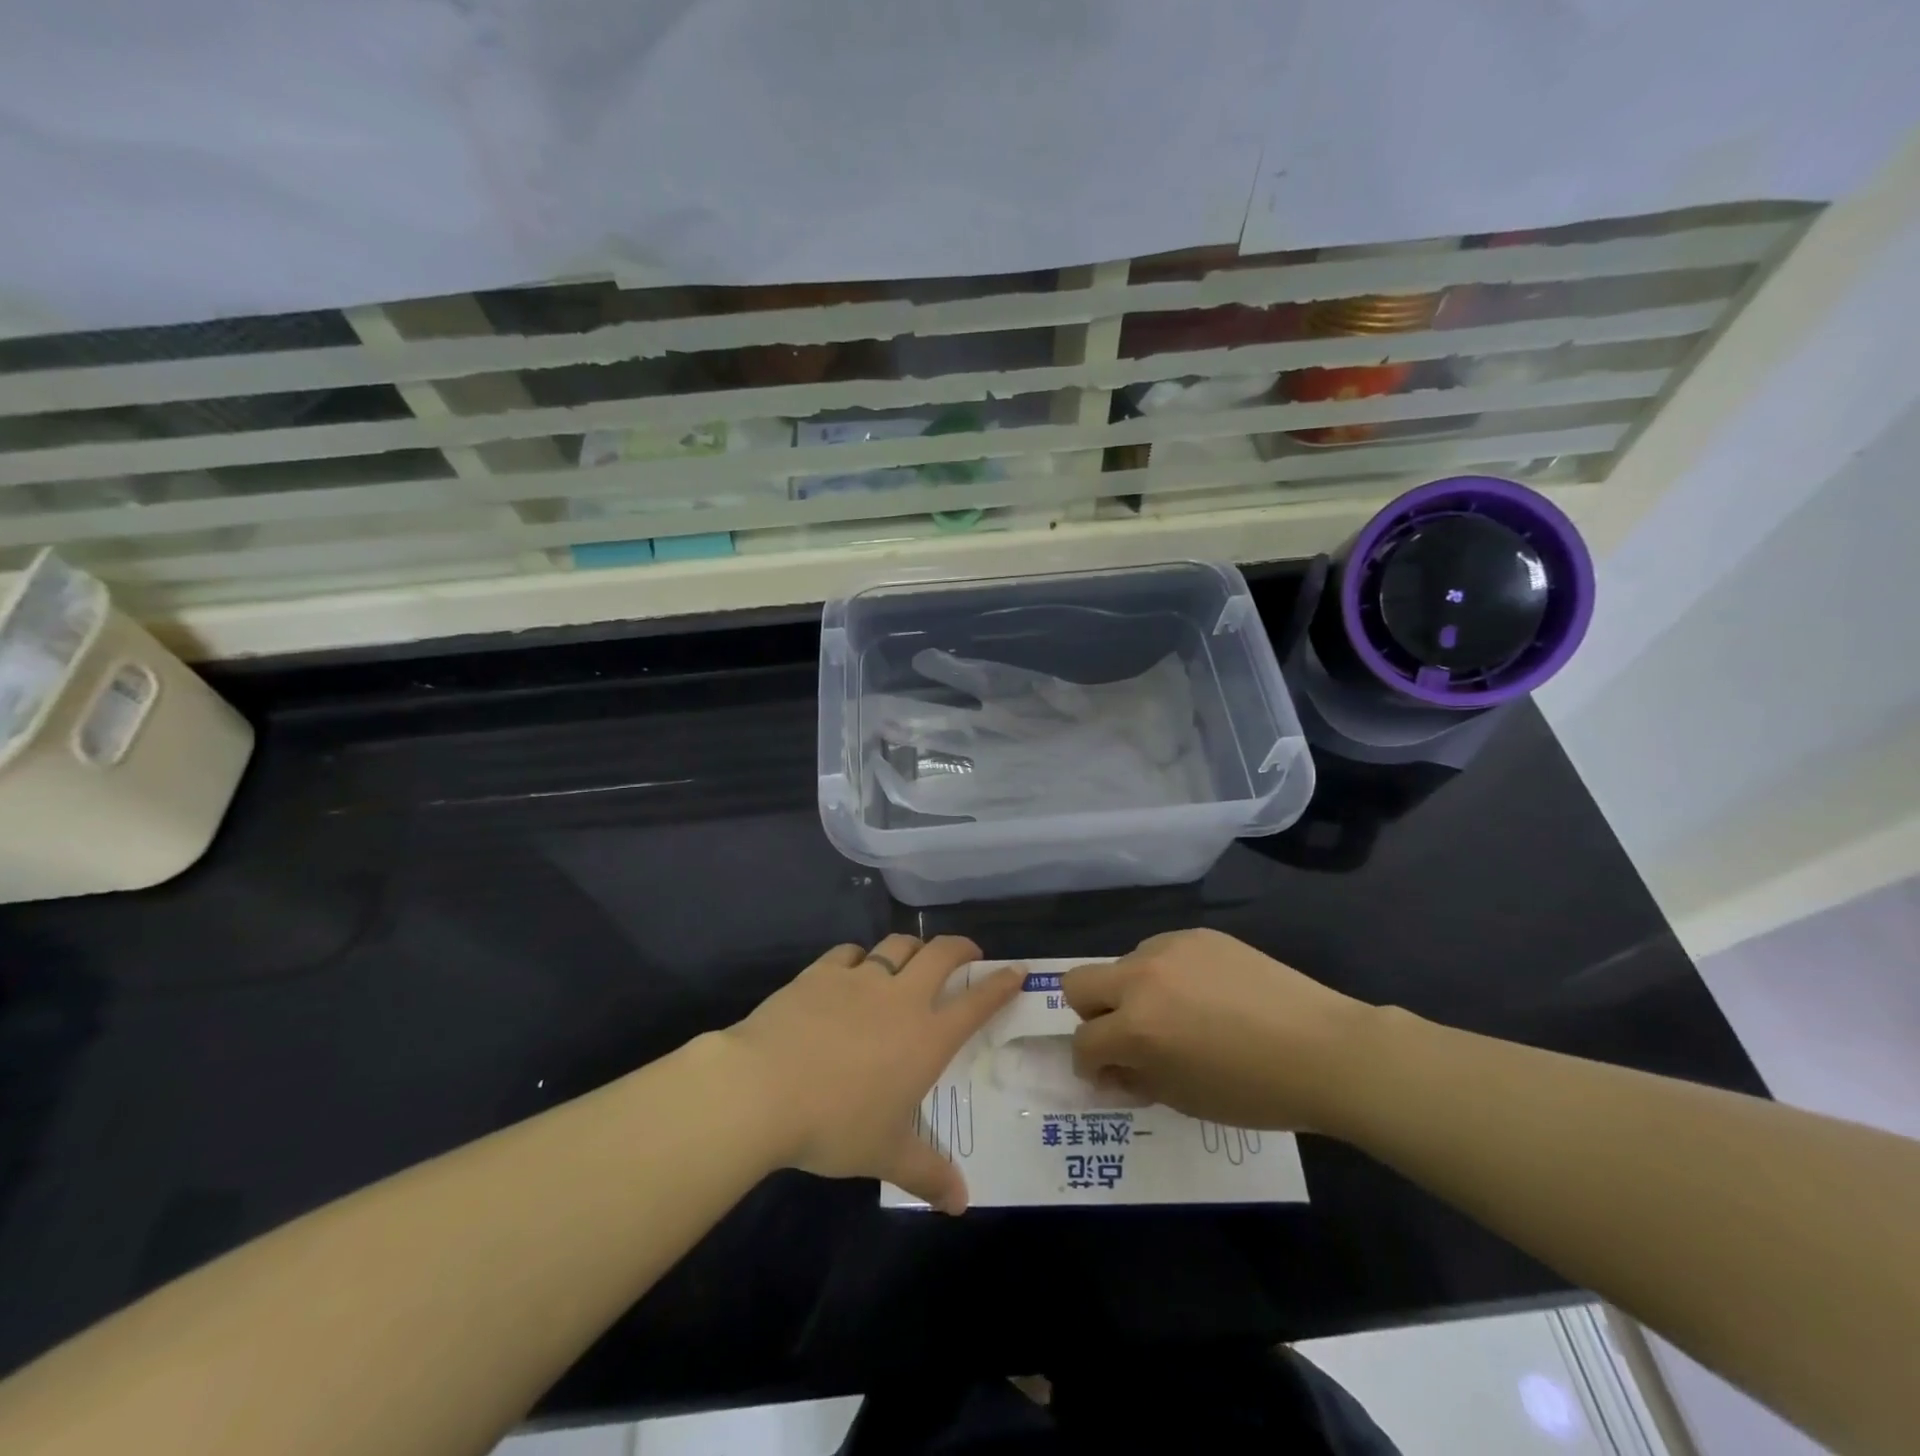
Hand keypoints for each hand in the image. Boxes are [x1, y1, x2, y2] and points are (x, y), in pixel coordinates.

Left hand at [721, 935, 1019, 1213]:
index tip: (1015, 971)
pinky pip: (850, 952)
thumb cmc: (836, 1124)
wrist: (764, 1088)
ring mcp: (860, 979)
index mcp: (927, 1037)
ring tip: (913, 957)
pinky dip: (860, 957)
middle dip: (961, 948)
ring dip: (912, 948)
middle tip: (967, 954)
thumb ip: (928, 1174)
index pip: (977, 1002)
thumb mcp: (886, 1155)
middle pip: (941, 954)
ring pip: (897, 946)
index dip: (1000, 984)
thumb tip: (960, 1204)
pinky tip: (853, 970)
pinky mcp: (822, 972)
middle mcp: (901, 998)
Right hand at [1064, 929, 1371, 1131]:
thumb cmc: (1255, 1091)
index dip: (1090, 1064)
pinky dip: (1167, 974)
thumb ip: (1136, 1079)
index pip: (1084, 1041)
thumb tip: (1112, 1069)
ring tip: (1179, 1014)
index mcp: (1137, 1027)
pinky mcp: (1197, 935)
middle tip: (1127, 1036)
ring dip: (1133, 992)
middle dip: (1092, 1015)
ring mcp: (1169, 949)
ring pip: (1123, 965)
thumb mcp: (1184, 1099)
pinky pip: (1161, 952)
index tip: (1109, 1074)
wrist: (1324, 1050)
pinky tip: (1206, 995)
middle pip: (1077, 983)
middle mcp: (1141, 978)